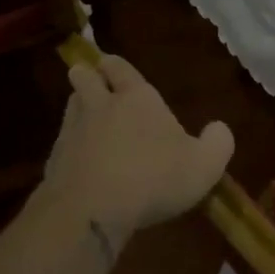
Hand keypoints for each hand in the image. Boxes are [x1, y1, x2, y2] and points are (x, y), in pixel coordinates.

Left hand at [41, 52, 233, 242]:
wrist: (93, 210)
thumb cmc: (155, 178)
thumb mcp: (204, 165)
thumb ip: (217, 143)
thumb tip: (220, 128)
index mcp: (137, 98)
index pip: (121, 69)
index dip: (116, 66)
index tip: (110, 63)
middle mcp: (101, 106)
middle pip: (86, 78)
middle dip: (87, 75)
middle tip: (89, 77)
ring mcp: (73, 132)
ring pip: (71, 106)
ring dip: (77, 105)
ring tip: (84, 111)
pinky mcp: (54, 160)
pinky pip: (62, 141)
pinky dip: (69, 143)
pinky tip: (79, 157)